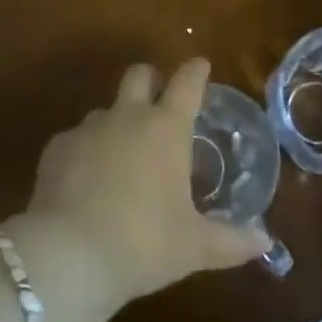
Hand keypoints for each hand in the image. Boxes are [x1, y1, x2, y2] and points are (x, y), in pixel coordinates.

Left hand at [19, 59, 269, 307]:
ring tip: (121, 159)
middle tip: (158, 101)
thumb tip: (265, 242)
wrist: (69, 255)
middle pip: (139, 74)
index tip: (200, 66)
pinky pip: (76, 140)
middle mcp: (127, 116)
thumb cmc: (144, 243)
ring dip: (117, 123)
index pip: (187, 83)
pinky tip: (86, 184)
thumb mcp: (194, 247)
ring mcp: (88, 128)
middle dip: (151, 80)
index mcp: (166, 128)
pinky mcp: (57, 148)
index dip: (196, 71)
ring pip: (106, 109)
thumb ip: (232, 241)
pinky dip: (85, 153)